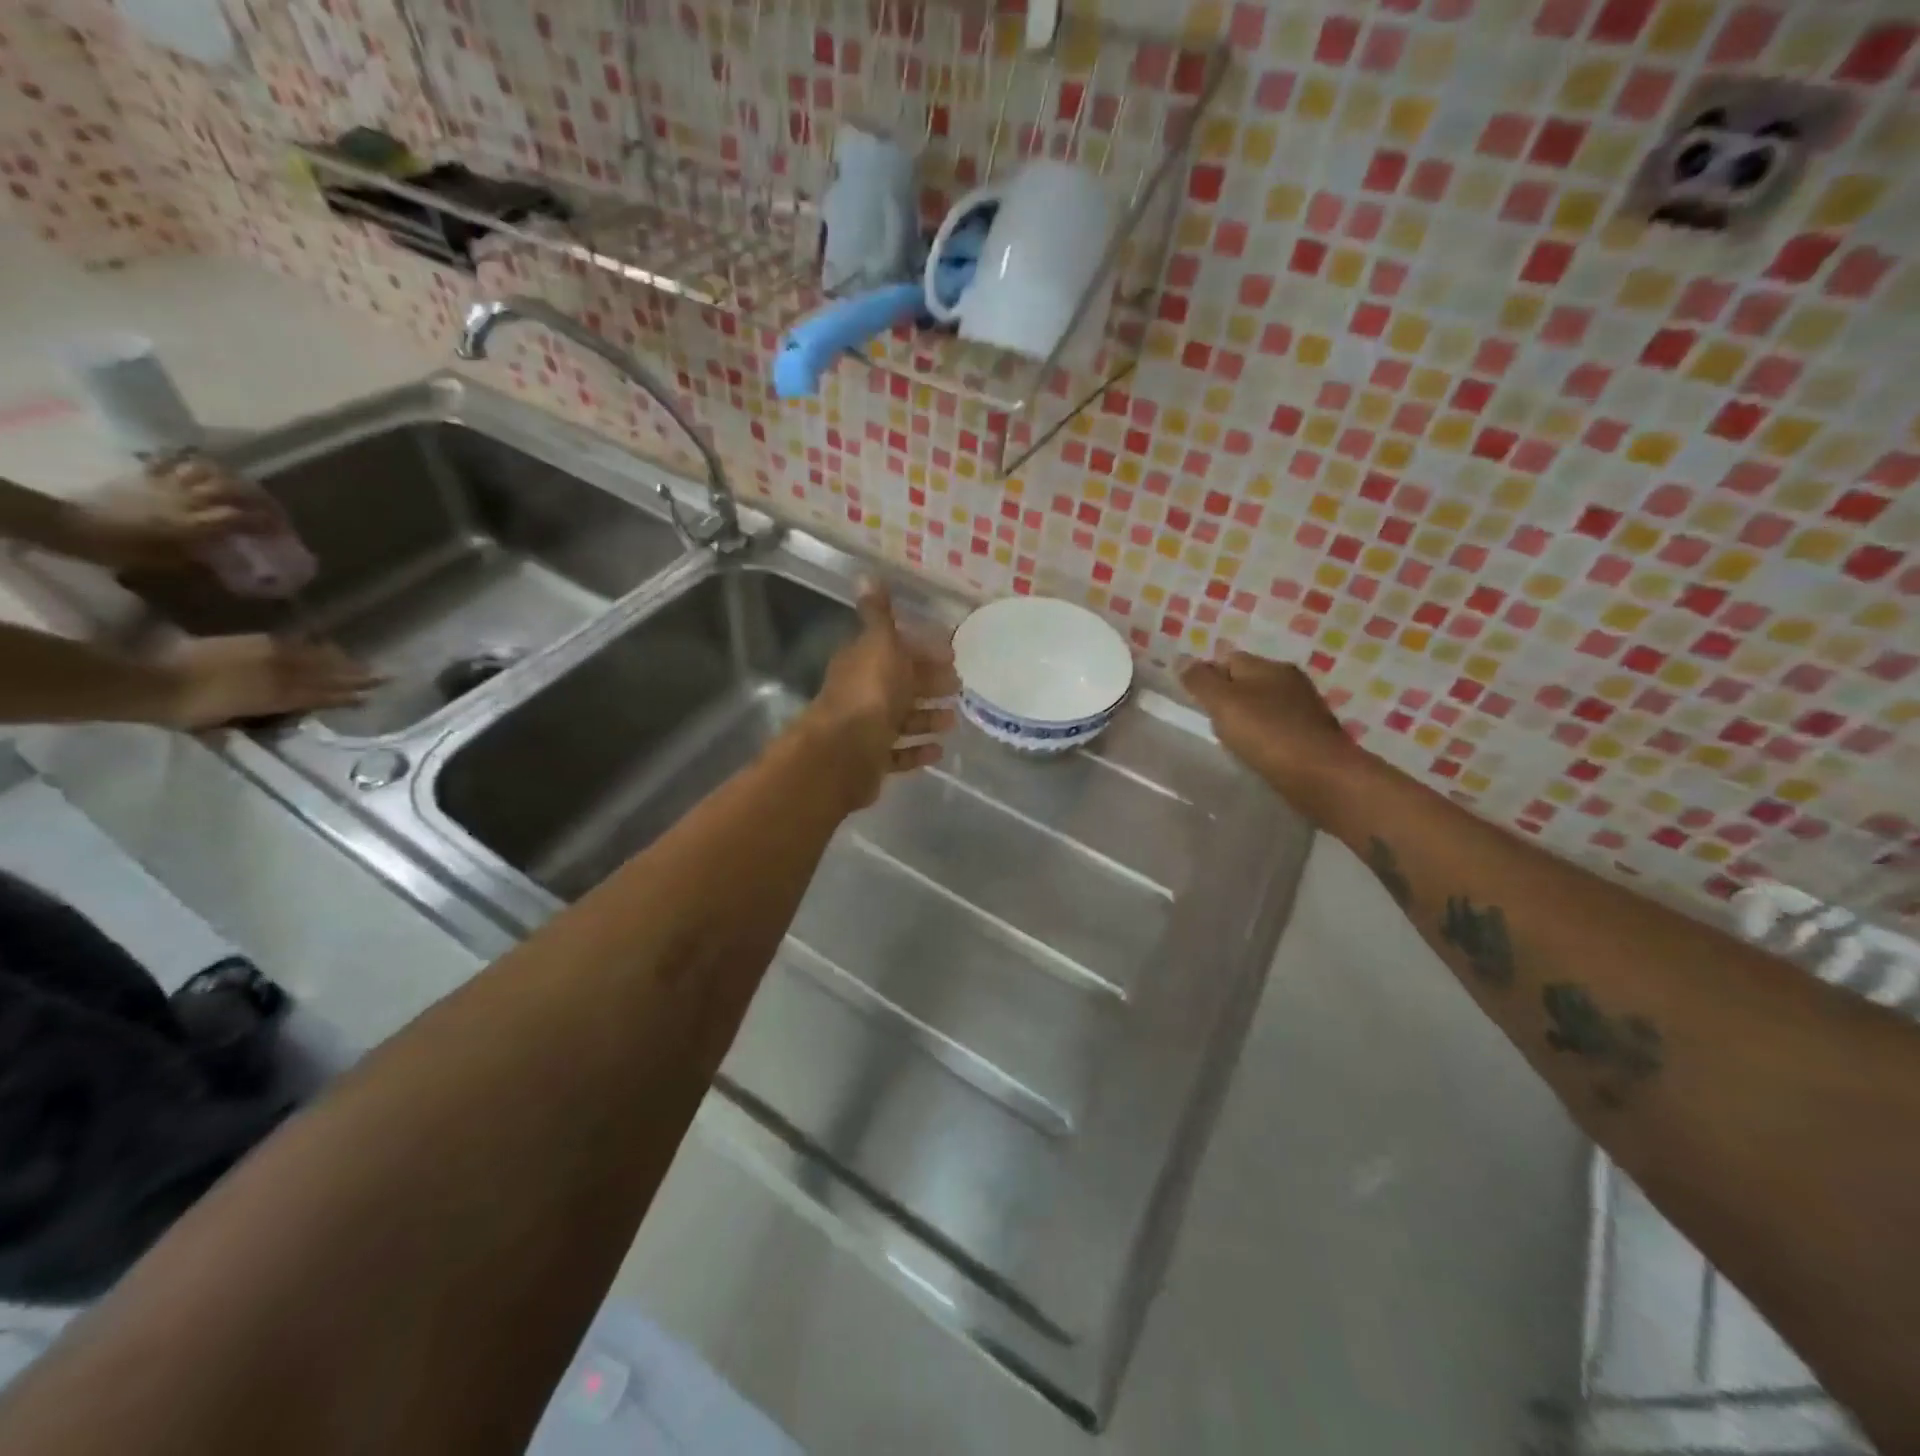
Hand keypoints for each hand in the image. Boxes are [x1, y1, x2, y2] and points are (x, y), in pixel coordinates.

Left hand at [68, 456, 277, 571]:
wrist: (73, 526)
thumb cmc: (122, 549)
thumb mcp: (168, 563)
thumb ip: (202, 558)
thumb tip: (229, 561)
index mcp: (196, 523)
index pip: (244, 517)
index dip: (269, 523)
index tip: (284, 532)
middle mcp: (189, 499)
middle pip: (235, 490)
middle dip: (261, 499)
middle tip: (273, 510)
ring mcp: (168, 484)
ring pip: (211, 471)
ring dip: (233, 478)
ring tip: (245, 488)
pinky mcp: (148, 476)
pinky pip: (175, 460)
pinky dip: (193, 460)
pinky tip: (205, 467)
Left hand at [154, 635, 380, 730]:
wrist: (150, 682)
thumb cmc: (183, 712)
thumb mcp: (220, 723)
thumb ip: (251, 718)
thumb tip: (271, 718)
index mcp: (276, 699)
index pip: (322, 696)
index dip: (347, 697)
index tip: (371, 697)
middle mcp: (280, 676)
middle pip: (326, 676)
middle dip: (356, 676)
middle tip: (385, 675)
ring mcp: (266, 657)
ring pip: (314, 658)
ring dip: (339, 660)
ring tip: (359, 661)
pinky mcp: (251, 643)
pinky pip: (290, 644)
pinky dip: (309, 646)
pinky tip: (319, 645)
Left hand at [796, 583, 958, 809]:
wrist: (845, 752)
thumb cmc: (870, 693)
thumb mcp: (879, 644)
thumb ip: (878, 615)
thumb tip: (866, 575)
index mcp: (862, 662)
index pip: (893, 649)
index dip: (920, 649)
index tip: (950, 653)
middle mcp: (861, 693)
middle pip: (899, 685)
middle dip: (928, 683)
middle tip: (959, 686)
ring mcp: (864, 729)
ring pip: (900, 720)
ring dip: (926, 718)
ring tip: (953, 720)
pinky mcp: (871, 760)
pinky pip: (898, 753)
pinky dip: (917, 750)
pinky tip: (939, 750)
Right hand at [1180, 650, 1360, 809]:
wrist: (1322, 776)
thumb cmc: (1267, 734)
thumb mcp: (1224, 703)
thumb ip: (1200, 681)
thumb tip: (1182, 660)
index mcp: (1269, 667)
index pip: (1229, 659)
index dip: (1207, 675)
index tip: (1193, 700)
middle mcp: (1290, 681)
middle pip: (1248, 681)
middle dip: (1227, 696)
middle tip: (1210, 721)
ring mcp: (1304, 709)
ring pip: (1264, 705)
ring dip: (1246, 718)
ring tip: (1231, 740)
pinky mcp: (1312, 736)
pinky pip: (1278, 728)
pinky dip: (1263, 736)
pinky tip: (1256, 753)